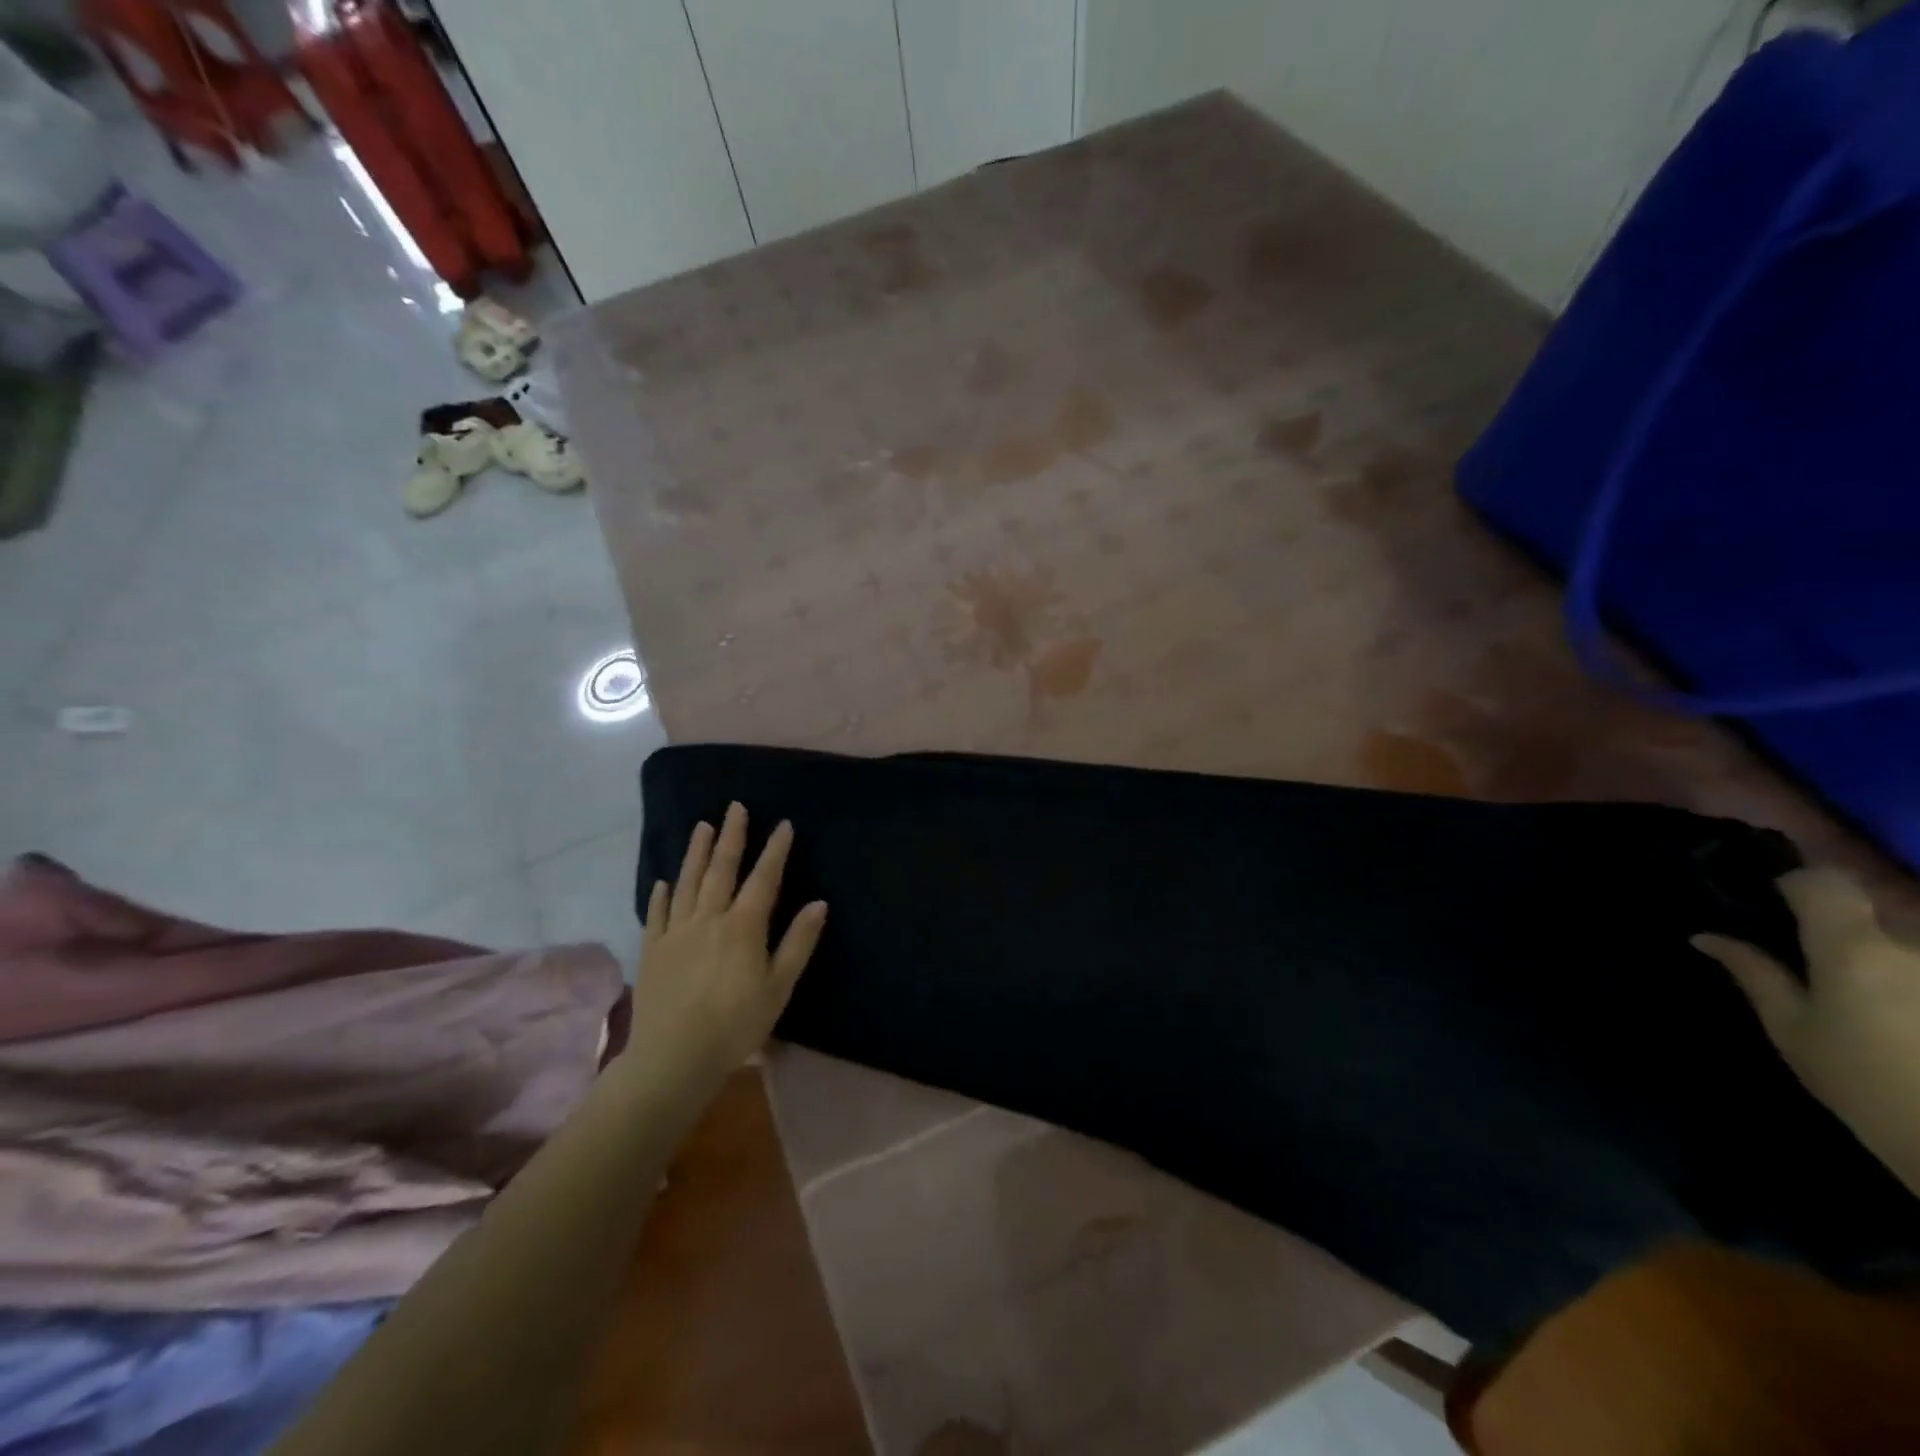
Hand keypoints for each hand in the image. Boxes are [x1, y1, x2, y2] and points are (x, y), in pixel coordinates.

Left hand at [625, 803, 827, 1086]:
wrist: (673, 1058)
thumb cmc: (736, 1024)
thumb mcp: (779, 987)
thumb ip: (798, 942)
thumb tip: (819, 903)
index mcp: (743, 926)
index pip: (763, 878)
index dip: (775, 850)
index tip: (783, 824)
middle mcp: (708, 918)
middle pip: (721, 870)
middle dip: (731, 836)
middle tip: (735, 807)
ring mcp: (676, 932)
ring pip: (688, 883)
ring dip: (696, 853)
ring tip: (702, 826)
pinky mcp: (652, 950)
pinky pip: (657, 914)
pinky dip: (662, 894)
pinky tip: (664, 881)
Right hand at [1693, 867, 1919, 1196]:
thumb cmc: (1864, 1085)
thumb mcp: (1794, 1031)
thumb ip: (1754, 974)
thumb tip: (1706, 936)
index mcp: (1853, 947)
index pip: (1821, 881)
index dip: (1797, 882)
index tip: (1778, 898)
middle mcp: (1911, 942)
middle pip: (1873, 898)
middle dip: (1844, 909)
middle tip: (1818, 937)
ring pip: (1906, 927)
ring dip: (1882, 936)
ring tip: (1858, 972)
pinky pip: (1915, 954)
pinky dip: (1903, 961)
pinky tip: (1892, 991)